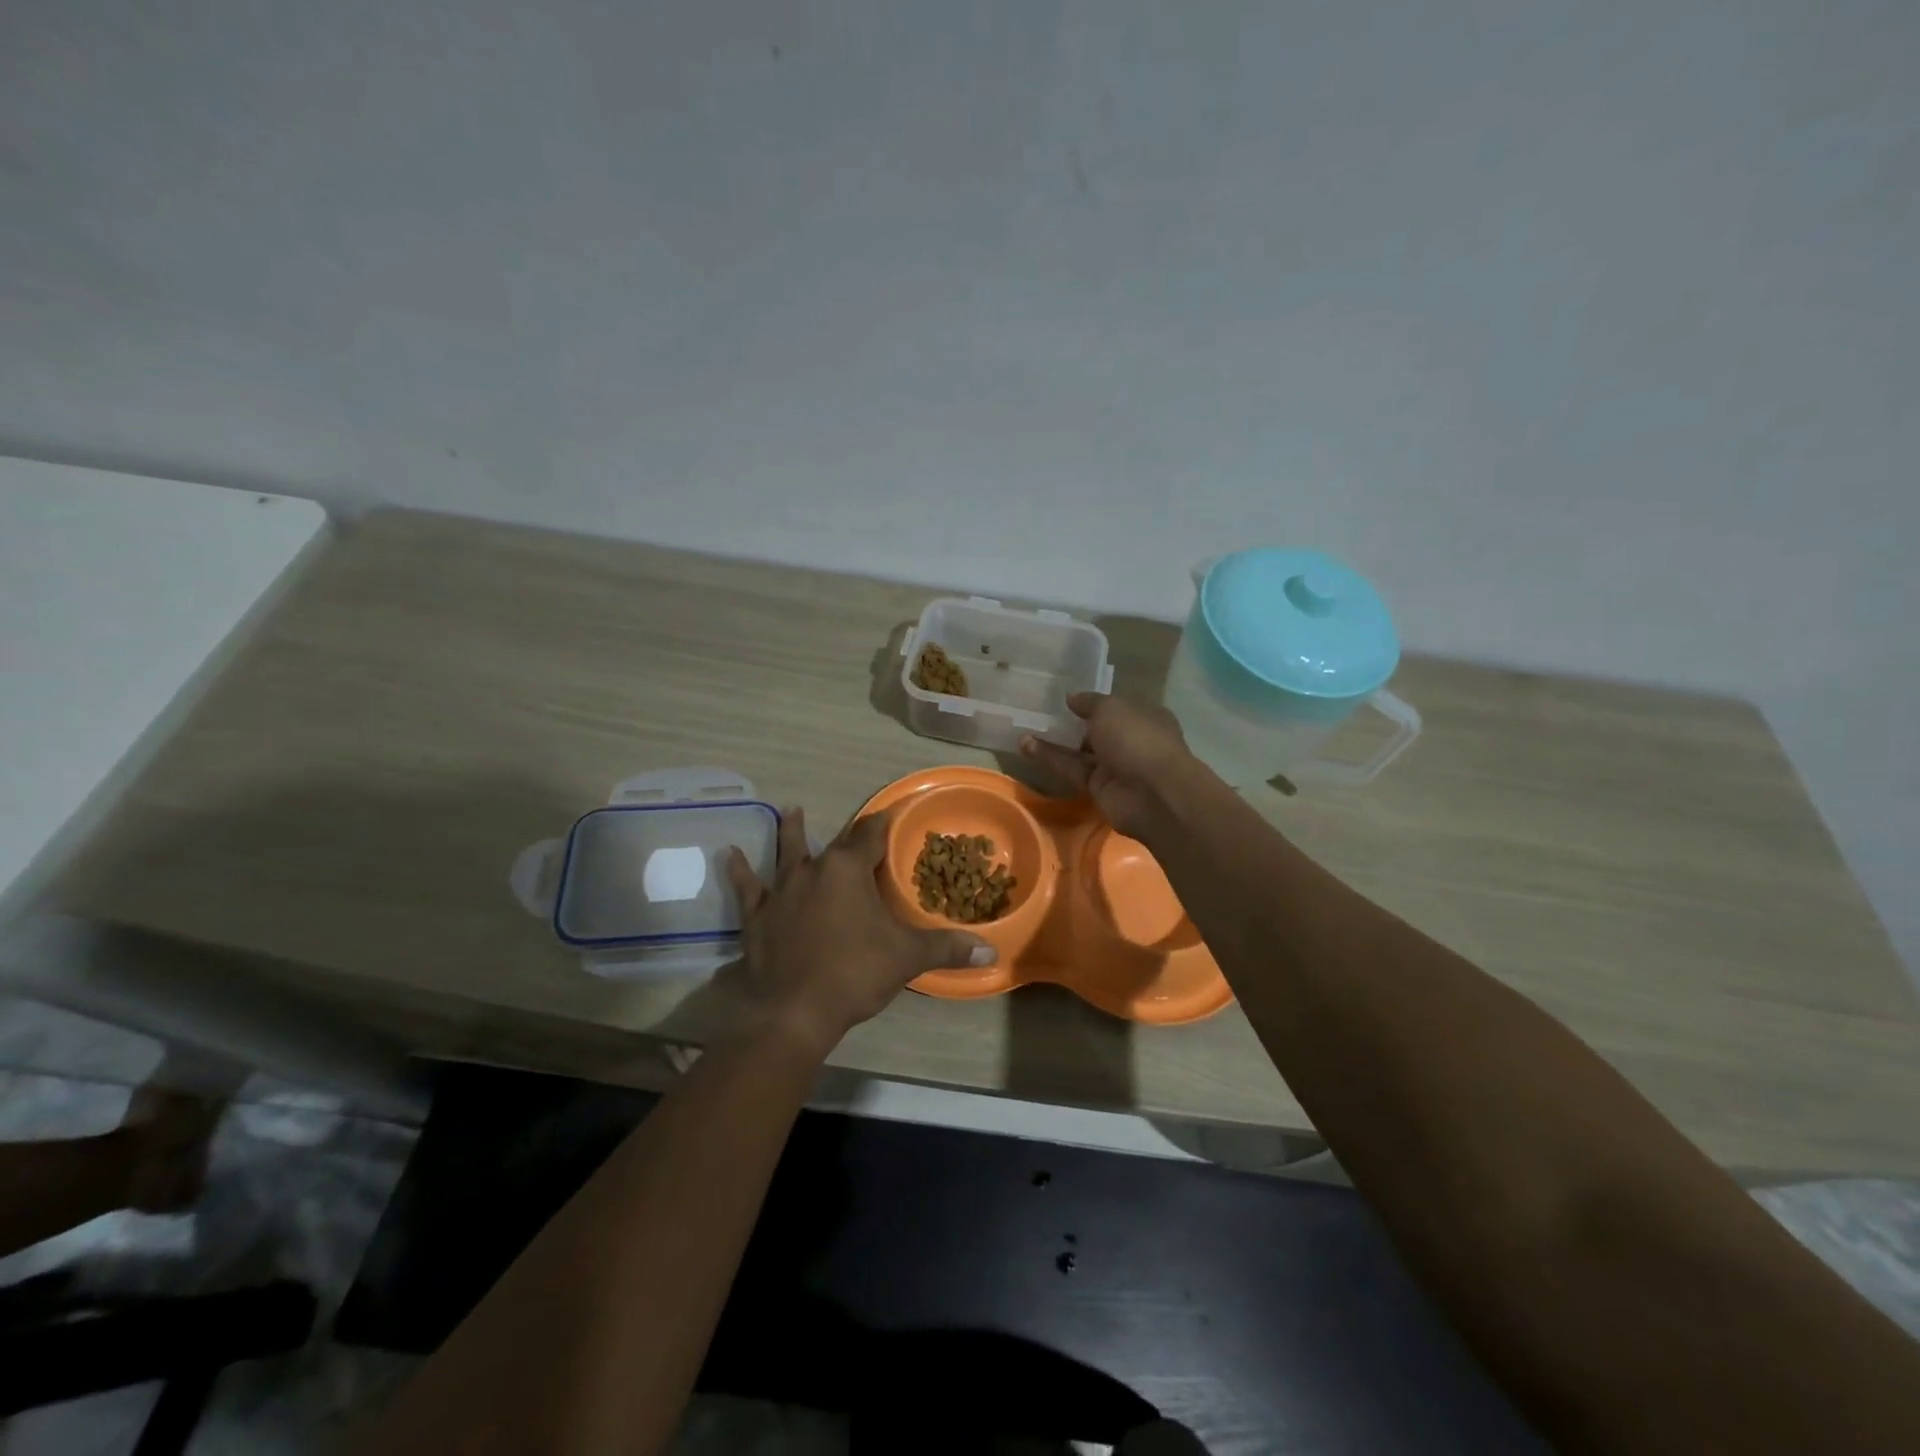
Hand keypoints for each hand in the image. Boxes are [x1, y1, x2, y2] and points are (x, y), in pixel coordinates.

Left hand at [724, 809, 995, 1055]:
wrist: (793, 1011)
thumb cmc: (854, 973)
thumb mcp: (907, 957)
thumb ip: (947, 948)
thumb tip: (991, 952)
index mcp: (848, 870)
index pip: (871, 834)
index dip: (884, 822)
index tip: (892, 810)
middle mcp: (813, 871)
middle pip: (832, 843)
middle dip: (846, 834)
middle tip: (855, 824)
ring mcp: (781, 892)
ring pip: (786, 854)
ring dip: (789, 833)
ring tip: (788, 811)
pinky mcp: (757, 916)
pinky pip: (748, 888)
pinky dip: (740, 871)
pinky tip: (729, 855)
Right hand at [1019, 692, 1206, 840]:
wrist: (1153, 795)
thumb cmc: (1137, 739)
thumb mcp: (1111, 709)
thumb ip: (1089, 702)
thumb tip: (1071, 697)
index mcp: (1144, 717)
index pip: (1115, 708)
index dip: (1092, 703)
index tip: (1065, 699)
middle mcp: (1131, 741)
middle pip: (1096, 731)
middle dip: (1070, 724)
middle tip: (1038, 714)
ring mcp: (1115, 767)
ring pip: (1080, 752)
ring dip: (1053, 743)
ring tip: (1023, 730)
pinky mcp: (1098, 789)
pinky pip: (1072, 770)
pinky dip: (1051, 759)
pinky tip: (1026, 747)